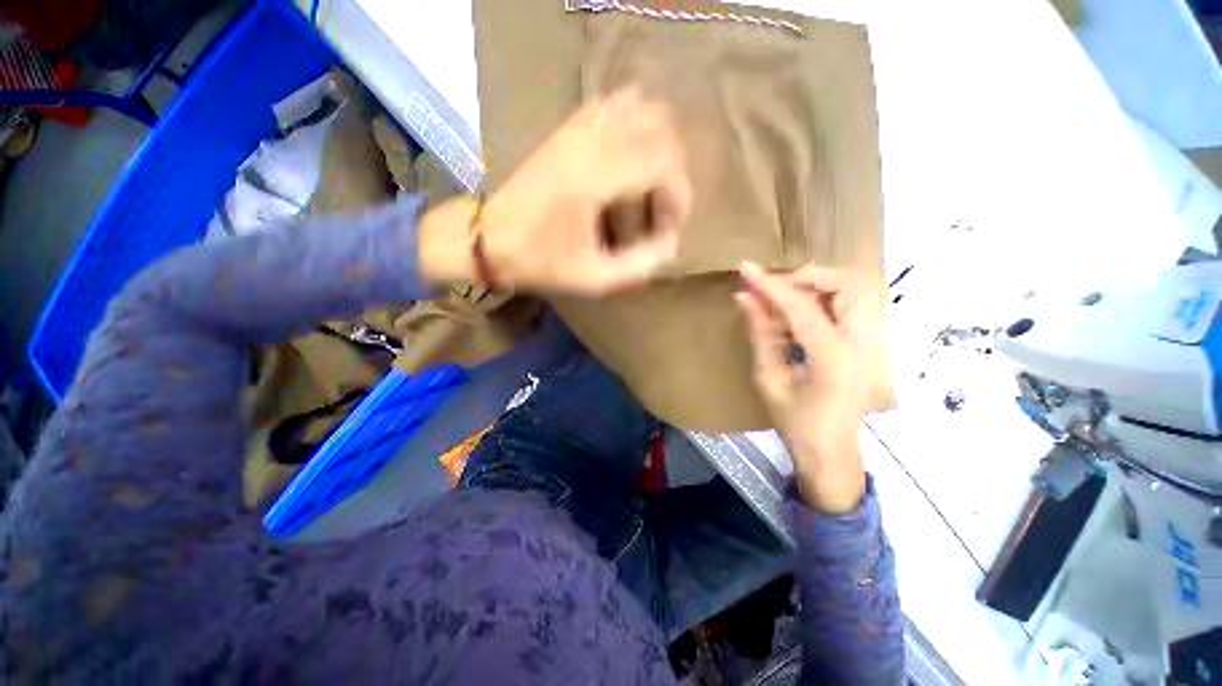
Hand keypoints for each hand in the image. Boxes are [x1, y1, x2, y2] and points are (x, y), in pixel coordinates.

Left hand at [420, 86, 691, 294]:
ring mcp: (576, 129)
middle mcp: (589, 143)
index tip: (672, 225)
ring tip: (654, 181)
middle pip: (660, 127)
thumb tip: (673, 243)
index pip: (662, 162)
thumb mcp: (593, 278)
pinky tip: (633, 155)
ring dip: (659, 142)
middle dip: (675, 168)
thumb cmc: (539, 261)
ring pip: (641, 106)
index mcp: (594, 180)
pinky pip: (613, 105)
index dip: (679, 193)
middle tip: (666, 205)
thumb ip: (639, 264)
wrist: (489, 238)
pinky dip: (635, 122)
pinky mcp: (567, 128)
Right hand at [736, 261, 889, 513]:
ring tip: (785, 298)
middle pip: (848, 285)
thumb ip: (761, 334)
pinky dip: (824, 299)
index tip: (746, 269)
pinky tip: (800, 313)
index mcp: (834, 358)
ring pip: (854, 291)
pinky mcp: (871, 344)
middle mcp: (863, 344)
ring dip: (818, 286)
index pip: (802, 307)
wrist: (832, 452)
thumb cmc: (796, 423)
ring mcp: (873, 343)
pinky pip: (851, 306)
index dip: (771, 285)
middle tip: (774, 287)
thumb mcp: (769, 379)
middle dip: (807, 277)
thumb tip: (745, 298)